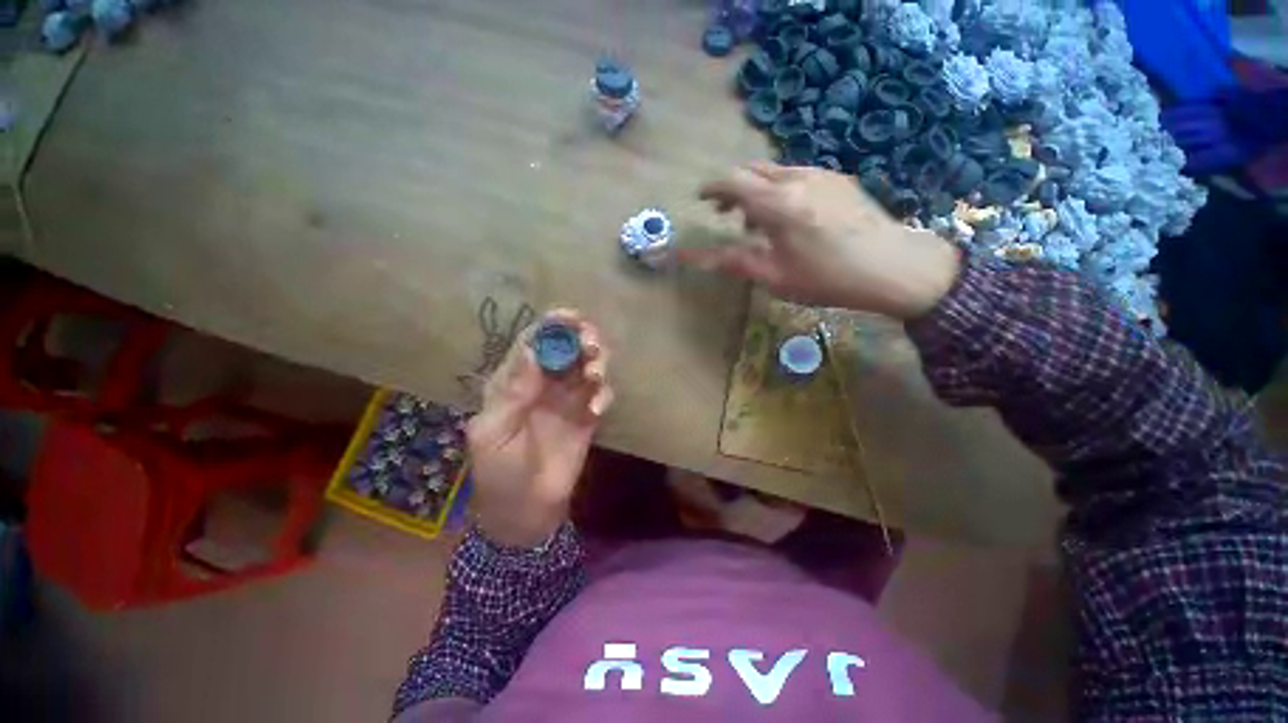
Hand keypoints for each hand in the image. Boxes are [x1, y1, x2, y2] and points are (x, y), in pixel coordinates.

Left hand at [467, 310, 613, 548]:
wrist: (524, 511)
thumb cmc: (498, 472)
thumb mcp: (492, 432)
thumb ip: (512, 392)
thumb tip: (529, 349)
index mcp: (514, 381)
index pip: (533, 341)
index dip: (551, 325)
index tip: (571, 317)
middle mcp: (544, 383)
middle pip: (567, 346)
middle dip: (582, 338)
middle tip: (591, 347)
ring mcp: (568, 398)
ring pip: (588, 364)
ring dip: (597, 361)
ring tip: (595, 376)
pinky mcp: (588, 415)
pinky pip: (601, 393)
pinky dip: (604, 394)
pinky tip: (596, 410)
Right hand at [680, 162, 960, 319]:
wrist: (894, 266)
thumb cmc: (828, 278)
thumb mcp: (775, 277)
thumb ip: (734, 262)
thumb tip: (698, 259)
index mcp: (778, 204)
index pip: (733, 182)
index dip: (712, 188)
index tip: (700, 198)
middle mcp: (796, 179)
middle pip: (752, 170)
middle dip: (731, 187)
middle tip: (722, 211)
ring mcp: (821, 174)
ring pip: (774, 171)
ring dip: (755, 190)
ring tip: (754, 220)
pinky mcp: (838, 179)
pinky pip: (797, 176)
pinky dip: (779, 189)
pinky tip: (787, 216)